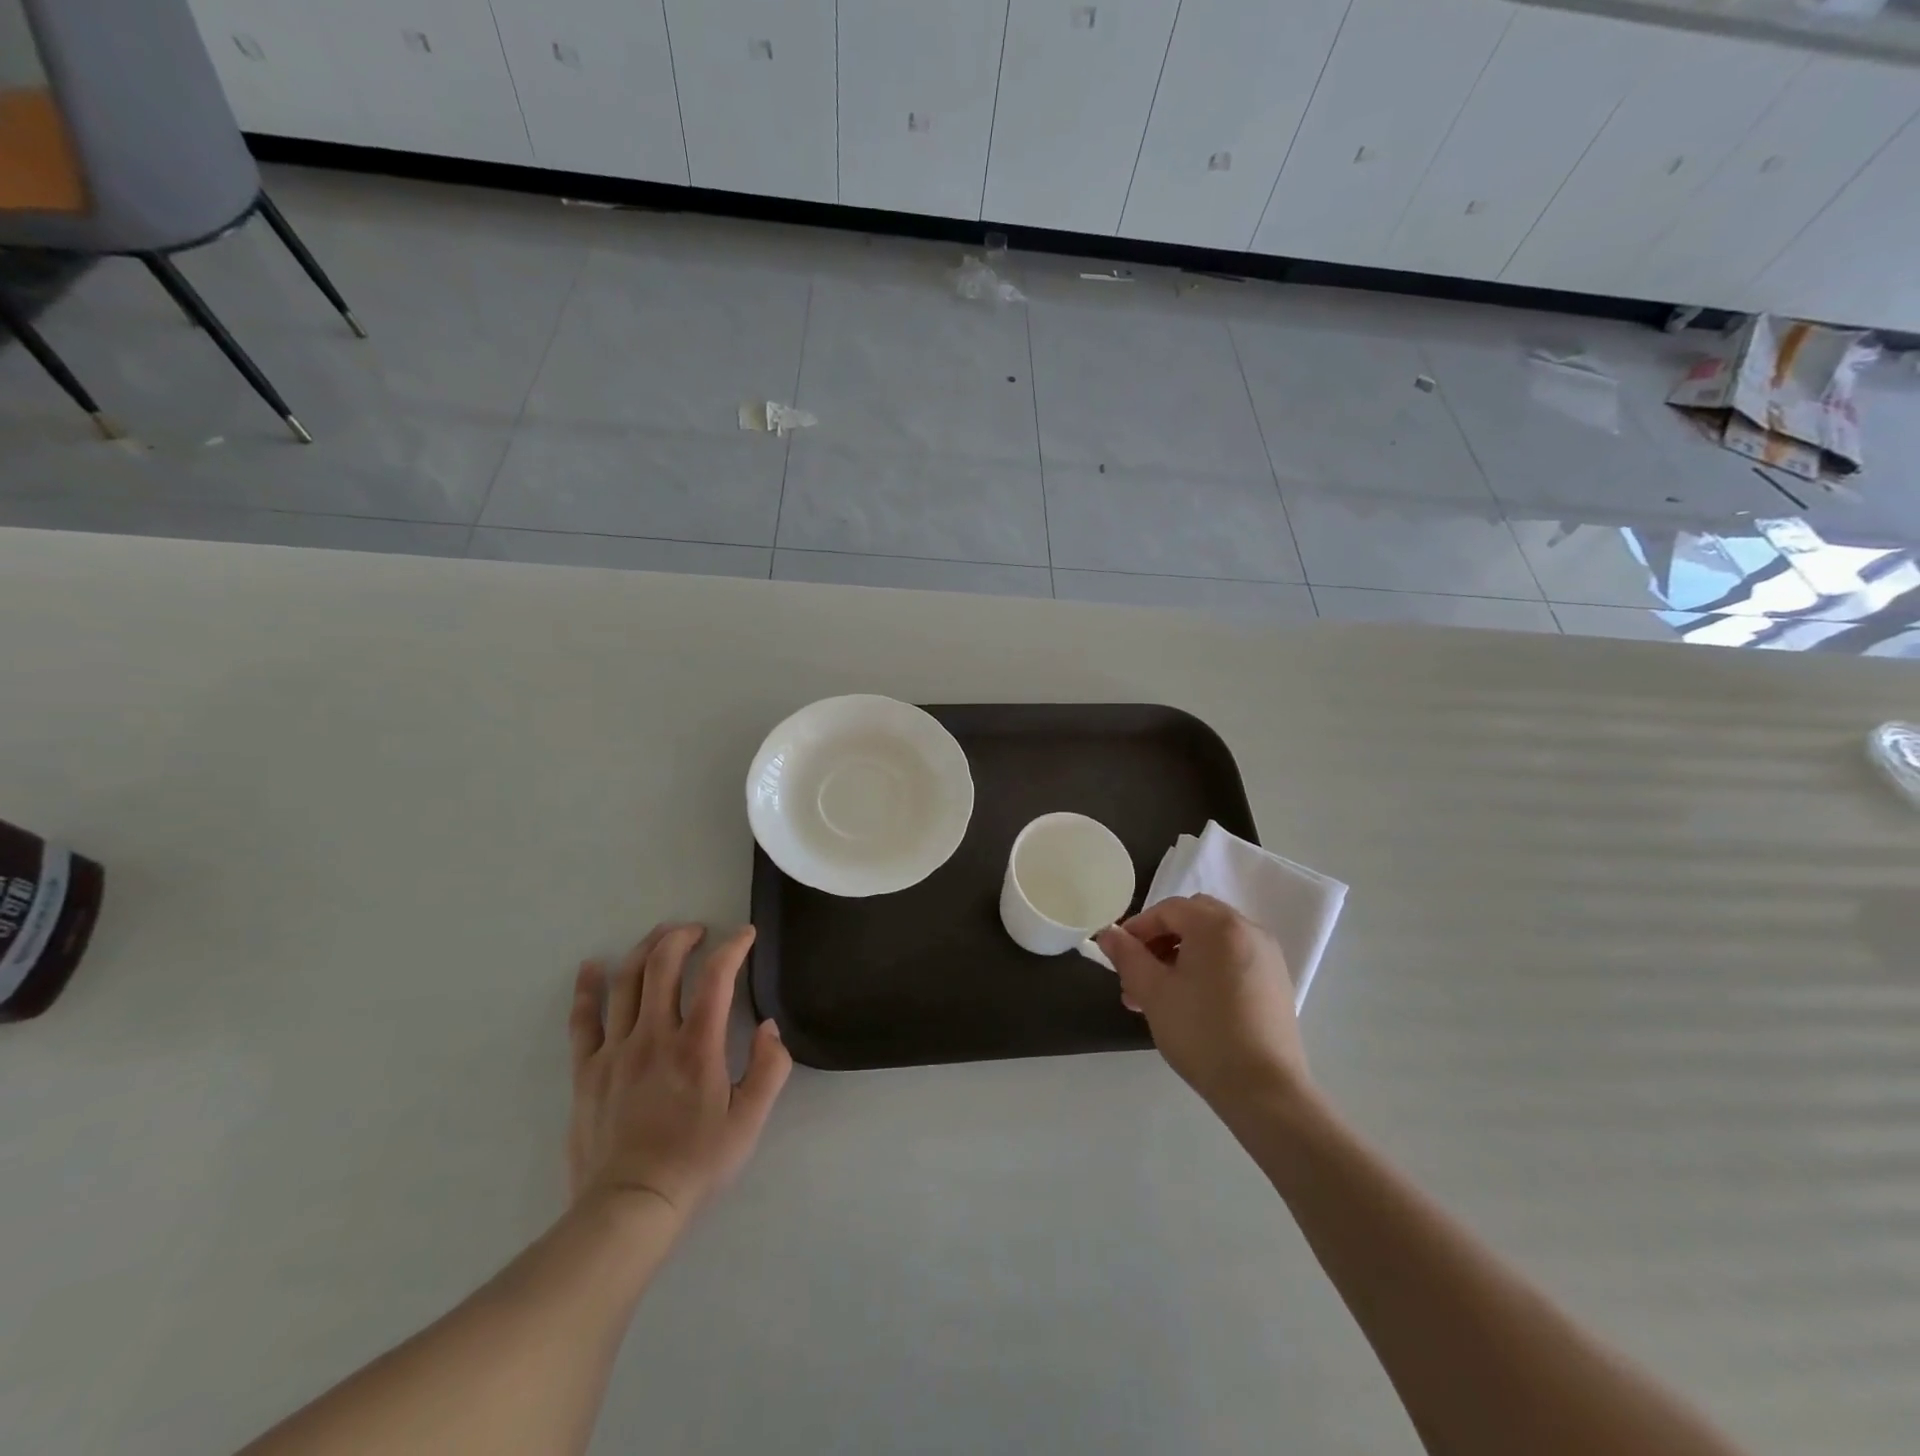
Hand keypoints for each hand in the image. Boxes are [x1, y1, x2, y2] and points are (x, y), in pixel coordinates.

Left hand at [567, 923, 791, 1220]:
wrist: (629, 1208)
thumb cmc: (696, 1163)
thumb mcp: (749, 1121)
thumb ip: (769, 1069)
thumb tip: (770, 1027)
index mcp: (697, 1046)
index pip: (716, 977)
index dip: (733, 947)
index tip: (745, 935)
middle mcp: (653, 1036)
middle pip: (663, 966)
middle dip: (682, 937)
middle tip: (697, 931)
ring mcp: (615, 1051)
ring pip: (626, 982)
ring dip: (644, 950)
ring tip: (660, 936)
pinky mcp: (586, 1071)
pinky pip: (583, 1021)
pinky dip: (586, 989)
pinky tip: (591, 967)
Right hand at [1094, 896, 1308, 1116]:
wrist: (1264, 1090)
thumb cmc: (1202, 1032)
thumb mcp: (1153, 992)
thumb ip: (1127, 956)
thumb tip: (1108, 934)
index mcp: (1217, 925)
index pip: (1168, 909)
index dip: (1138, 928)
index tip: (1118, 955)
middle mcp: (1248, 930)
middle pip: (1193, 918)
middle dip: (1160, 940)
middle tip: (1138, 973)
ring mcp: (1267, 956)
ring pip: (1212, 941)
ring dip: (1181, 956)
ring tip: (1157, 996)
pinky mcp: (1276, 982)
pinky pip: (1232, 959)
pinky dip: (1207, 968)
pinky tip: (1191, 1003)